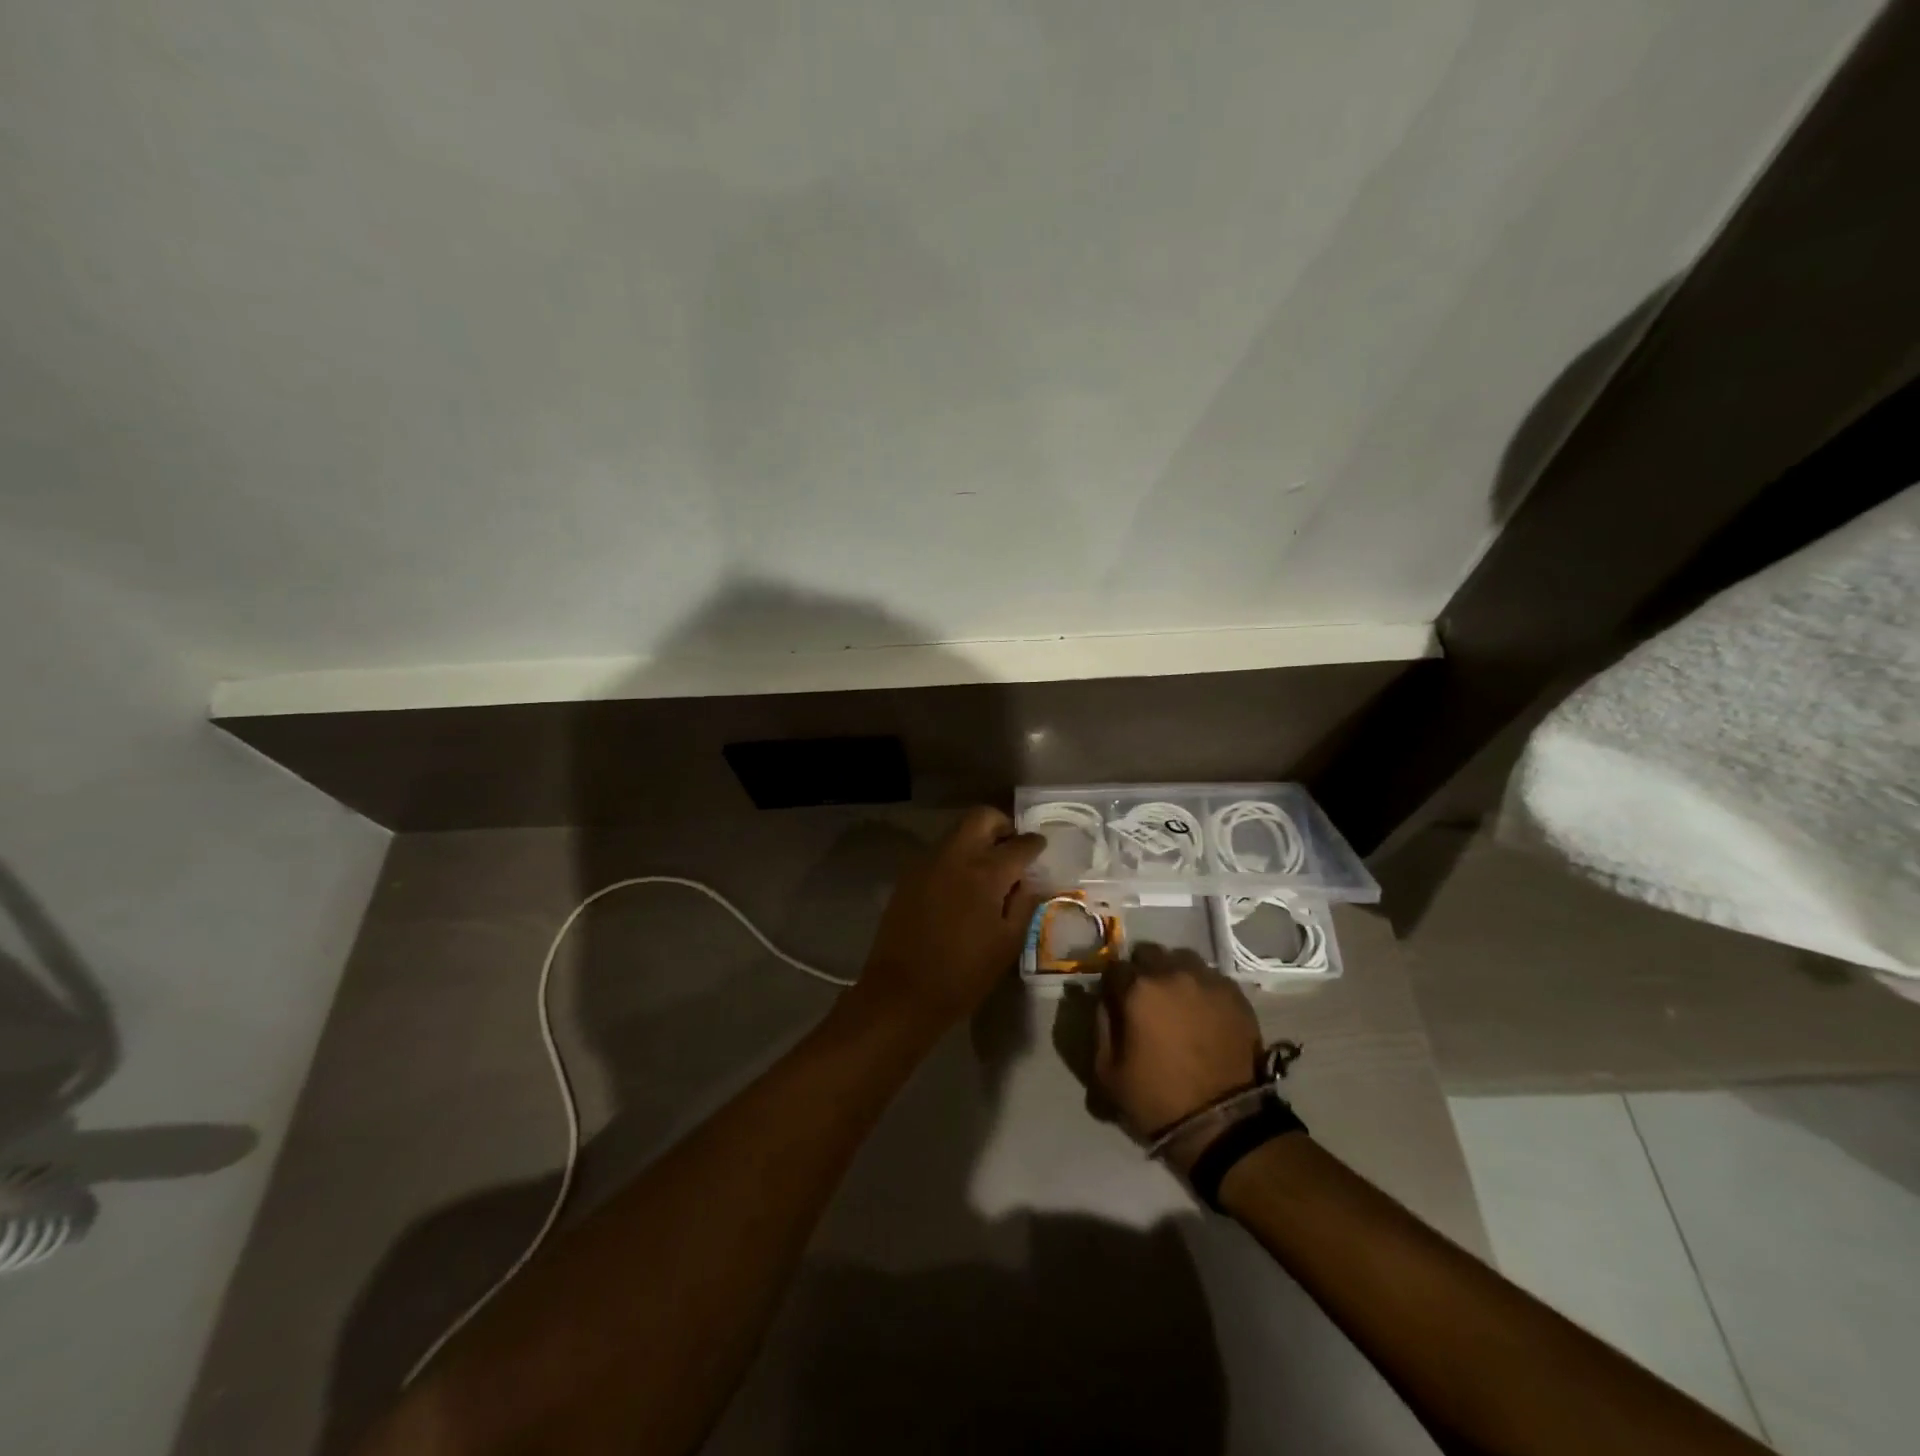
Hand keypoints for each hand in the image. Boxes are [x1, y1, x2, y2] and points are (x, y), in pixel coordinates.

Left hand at [851, 807, 1045, 1031]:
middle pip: (982, 816)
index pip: (1020, 844)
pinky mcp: (909, 875)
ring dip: (977, 840)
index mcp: (985, 872)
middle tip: (1012, 850)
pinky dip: (957, 857)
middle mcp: (955, 856)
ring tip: (988, 871)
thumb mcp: (1007, 944)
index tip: (1040, 850)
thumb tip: (1030, 880)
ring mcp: (928, 862)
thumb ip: (1024, 903)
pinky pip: (940, 852)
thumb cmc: (963, 974)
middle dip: (1002, 825)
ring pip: (958, 831)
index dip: (1035, 845)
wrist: (901, 992)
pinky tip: (961, 887)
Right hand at [1095, 946, 1262, 1156]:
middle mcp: (1172, 973)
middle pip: (1149, 953)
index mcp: (1138, 989)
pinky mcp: (1235, 995)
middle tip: (1145, 999)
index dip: (1112, 984)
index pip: (1114, 967)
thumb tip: (1102, 1001)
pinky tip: (1203, 1012)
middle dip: (1142, 971)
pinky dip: (1202, 988)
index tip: (1115, 1000)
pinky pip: (1211, 978)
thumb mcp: (1107, 1072)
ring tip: (1176, 1001)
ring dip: (1173, 973)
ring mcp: (1208, 980)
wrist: (1224, 1124)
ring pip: (1182, 959)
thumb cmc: (1158, 1099)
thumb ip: (1099, 1026)